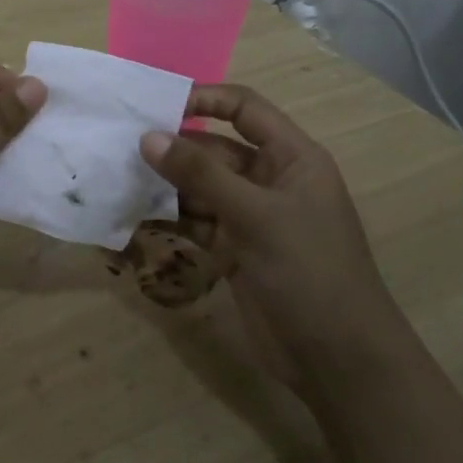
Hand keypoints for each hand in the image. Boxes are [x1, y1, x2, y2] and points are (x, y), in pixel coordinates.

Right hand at [139, 84, 405, 387]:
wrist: (340, 362)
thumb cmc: (308, 271)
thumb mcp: (255, 216)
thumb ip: (200, 174)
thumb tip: (148, 137)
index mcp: (292, 158)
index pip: (244, 109)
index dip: (204, 99)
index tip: (157, 105)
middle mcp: (272, 181)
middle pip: (216, 149)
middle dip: (175, 148)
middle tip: (124, 146)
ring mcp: (253, 218)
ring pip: (202, 187)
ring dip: (168, 184)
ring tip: (122, 178)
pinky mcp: (236, 250)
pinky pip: (198, 221)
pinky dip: (172, 218)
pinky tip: (137, 215)